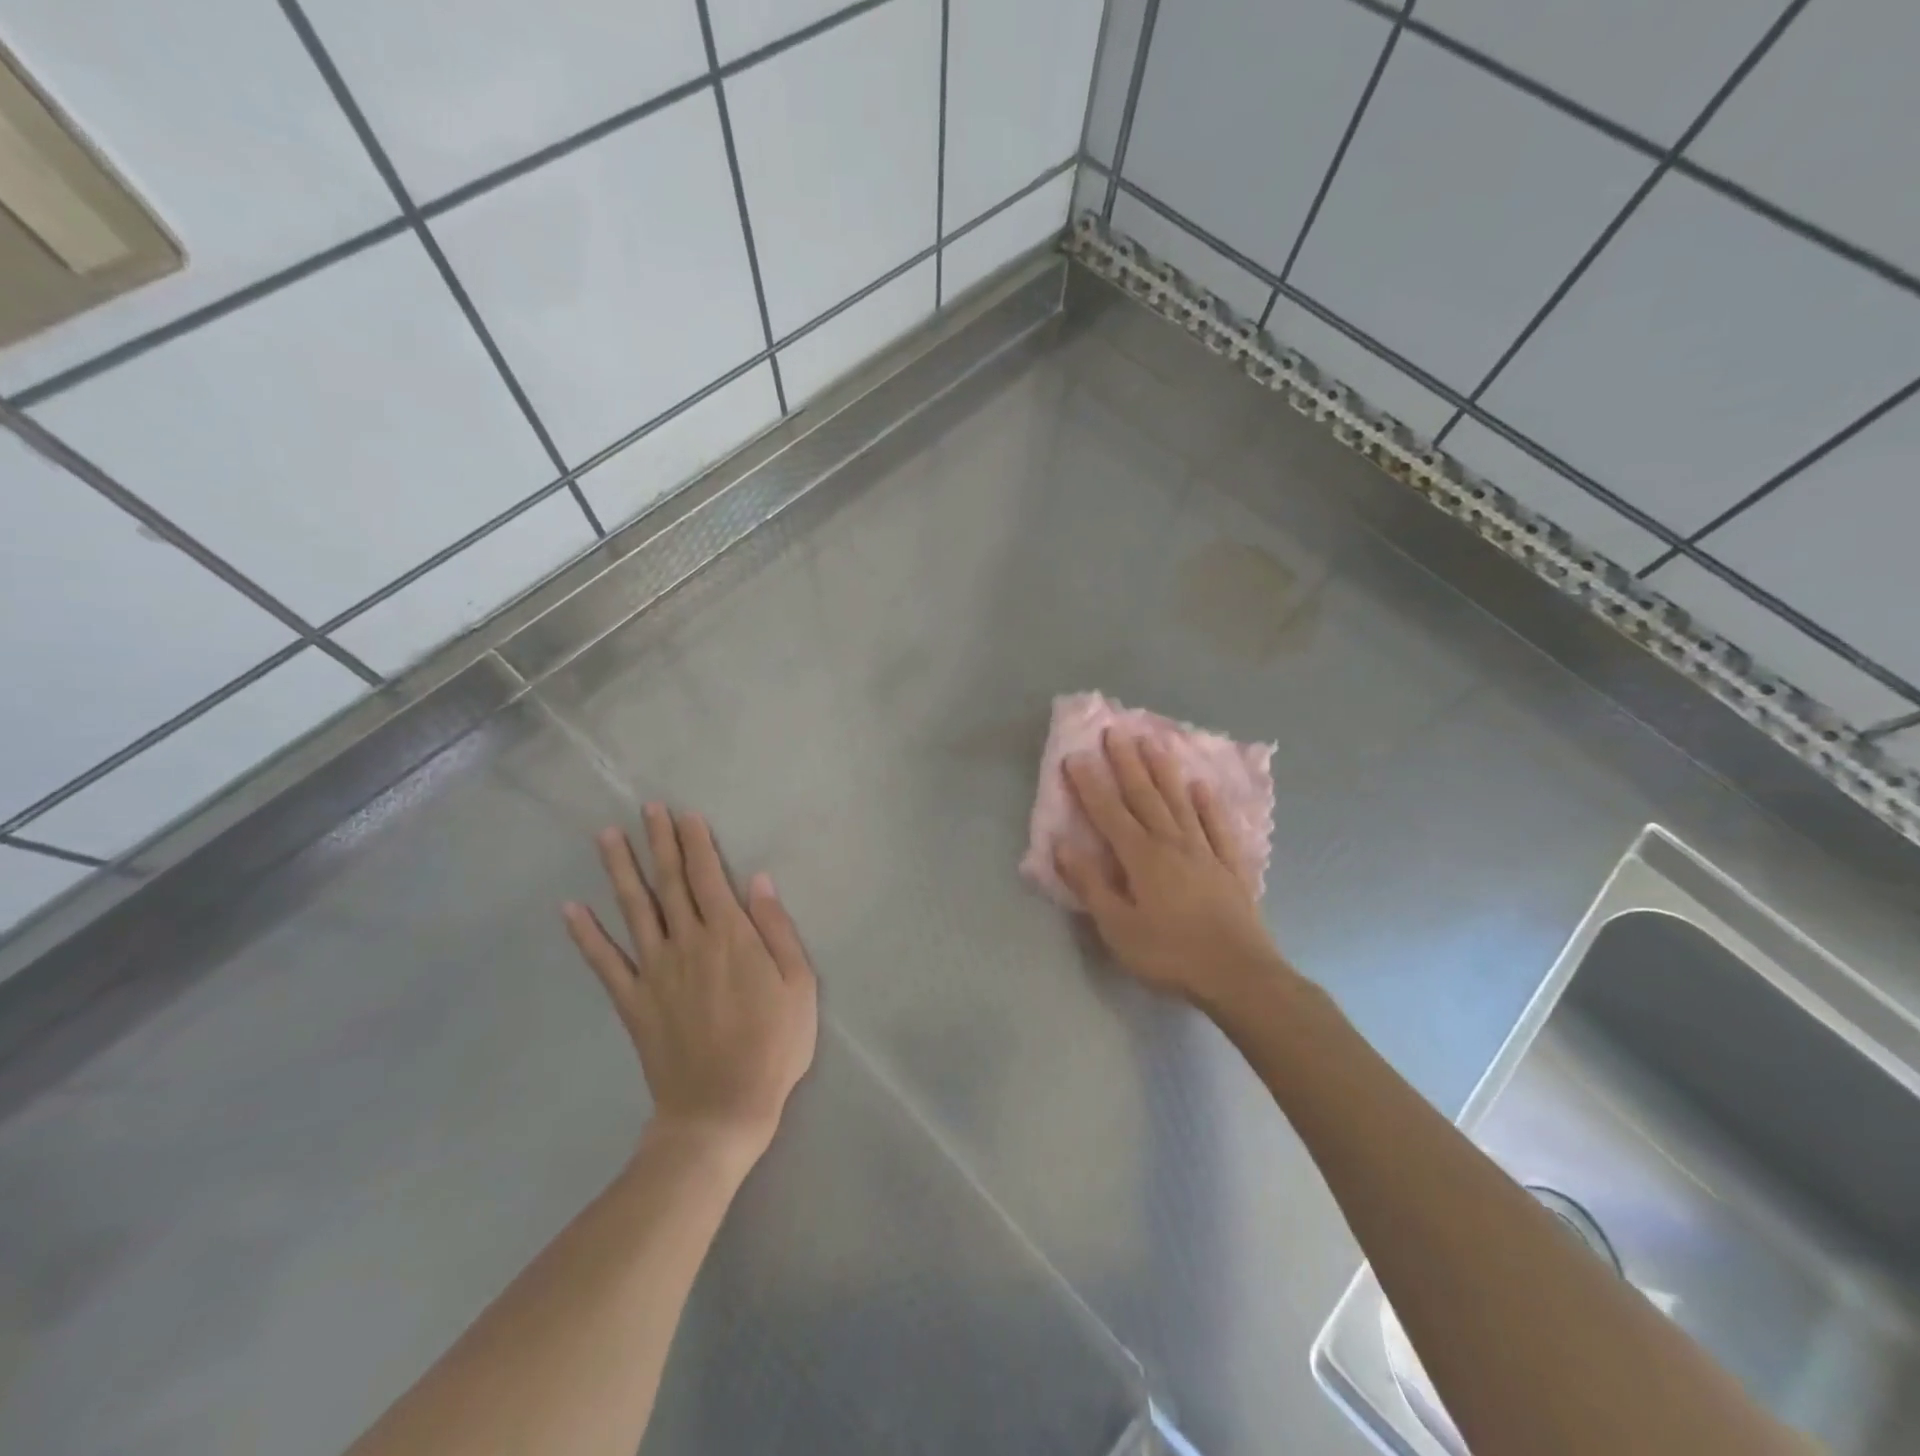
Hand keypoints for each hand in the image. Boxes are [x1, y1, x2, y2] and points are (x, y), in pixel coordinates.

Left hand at [563, 804, 817, 1166]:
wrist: (721, 1109)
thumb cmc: (773, 1046)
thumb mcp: (799, 985)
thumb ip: (777, 929)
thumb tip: (759, 881)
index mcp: (729, 936)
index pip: (708, 876)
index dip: (696, 842)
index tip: (685, 814)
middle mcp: (687, 943)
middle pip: (670, 882)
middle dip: (659, 842)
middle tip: (647, 808)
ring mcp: (654, 972)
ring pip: (634, 910)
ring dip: (620, 870)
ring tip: (607, 837)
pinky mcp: (632, 1002)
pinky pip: (604, 963)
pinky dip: (585, 935)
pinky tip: (570, 909)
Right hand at [1055, 731, 1292, 1013]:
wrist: (1239, 974)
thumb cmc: (1169, 953)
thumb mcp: (1118, 927)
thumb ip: (1090, 884)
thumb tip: (1062, 845)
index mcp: (1141, 857)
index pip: (1109, 812)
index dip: (1090, 784)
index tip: (1075, 755)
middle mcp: (1172, 843)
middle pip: (1145, 796)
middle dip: (1127, 763)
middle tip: (1115, 731)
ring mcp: (1205, 851)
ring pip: (1180, 801)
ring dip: (1165, 771)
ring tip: (1154, 741)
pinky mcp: (1231, 866)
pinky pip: (1217, 826)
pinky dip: (1208, 804)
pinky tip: (1202, 787)